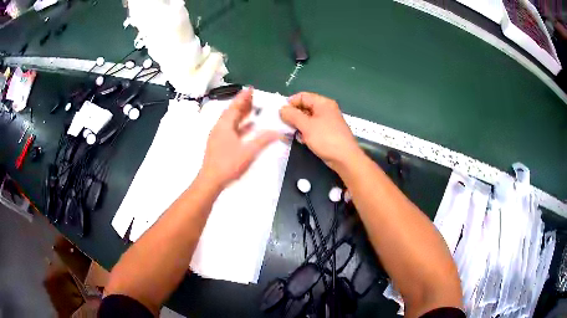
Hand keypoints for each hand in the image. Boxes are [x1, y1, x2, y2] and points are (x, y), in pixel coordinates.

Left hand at [200, 89, 278, 187]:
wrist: (211, 180)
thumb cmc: (228, 164)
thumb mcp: (248, 151)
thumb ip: (263, 140)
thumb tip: (278, 132)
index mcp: (225, 125)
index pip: (235, 106)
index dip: (243, 97)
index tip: (251, 88)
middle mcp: (220, 127)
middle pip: (232, 112)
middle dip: (243, 104)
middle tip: (253, 97)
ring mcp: (218, 136)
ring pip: (231, 121)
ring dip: (241, 114)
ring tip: (253, 109)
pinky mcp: (219, 144)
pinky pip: (230, 129)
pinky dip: (240, 126)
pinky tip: (249, 128)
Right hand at [280, 92, 361, 170]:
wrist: (345, 158)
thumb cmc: (326, 139)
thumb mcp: (306, 126)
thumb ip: (292, 115)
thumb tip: (282, 109)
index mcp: (323, 103)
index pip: (302, 96)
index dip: (290, 103)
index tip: (281, 114)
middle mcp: (326, 109)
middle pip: (305, 107)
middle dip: (293, 115)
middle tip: (283, 125)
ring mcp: (327, 121)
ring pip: (308, 119)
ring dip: (298, 125)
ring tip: (290, 134)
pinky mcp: (327, 133)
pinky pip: (313, 128)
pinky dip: (305, 132)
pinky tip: (301, 140)